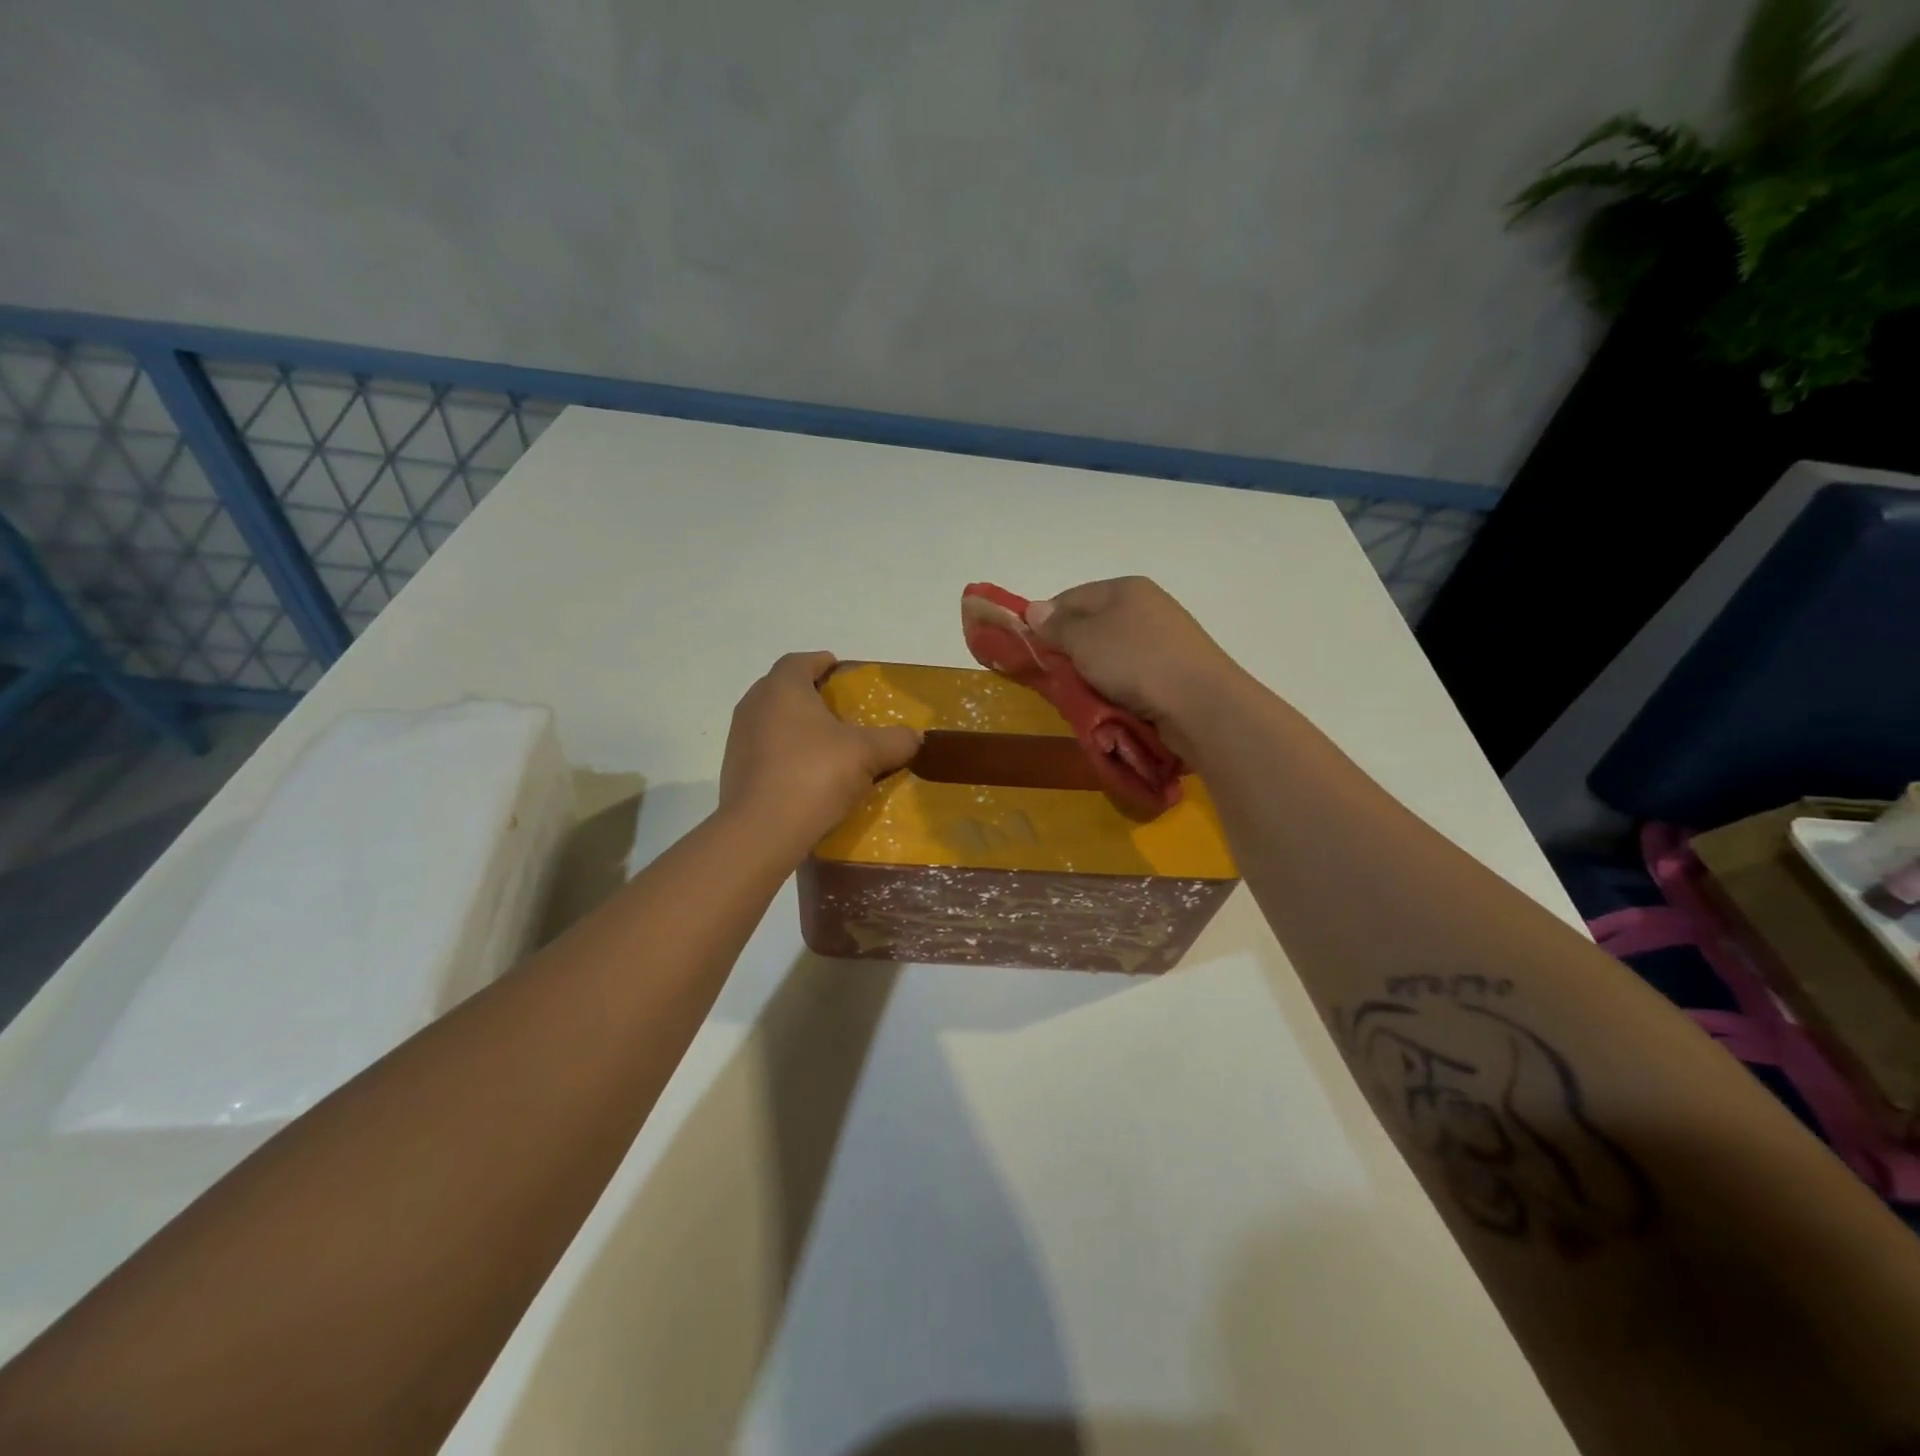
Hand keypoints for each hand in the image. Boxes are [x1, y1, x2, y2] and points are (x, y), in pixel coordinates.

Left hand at [719, 652, 920, 846]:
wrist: (761, 831)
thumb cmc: (814, 774)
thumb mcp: (866, 754)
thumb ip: (895, 740)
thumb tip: (915, 737)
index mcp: (782, 688)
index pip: (800, 661)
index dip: (822, 662)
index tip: (842, 673)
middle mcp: (754, 705)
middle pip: (784, 689)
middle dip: (812, 696)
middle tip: (842, 711)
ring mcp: (739, 739)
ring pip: (774, 721)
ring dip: (798, 728)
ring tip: (829, 745)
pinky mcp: (735, 771)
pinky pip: (767, 751)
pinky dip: (787, 754)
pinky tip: (809, 775)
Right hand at [1028, 577, 1248, 757]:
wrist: (1201, 703)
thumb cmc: (1135, 662)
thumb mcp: (1084, 640)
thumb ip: (1056, 625)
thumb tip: (1034, 609)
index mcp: (1124, 588)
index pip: (1069, 598)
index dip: (1045, 622)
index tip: (1031, 651)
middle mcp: (1146, 606)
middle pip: (1091, 627)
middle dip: (1070, 653)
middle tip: (1056, 678)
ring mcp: (1163, 638)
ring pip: (1110, 654)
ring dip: (1093, 675)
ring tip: (1083, 696)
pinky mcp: (1174, 669)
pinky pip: (1132, 675)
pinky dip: (1117, 688)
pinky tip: (1111, 704)